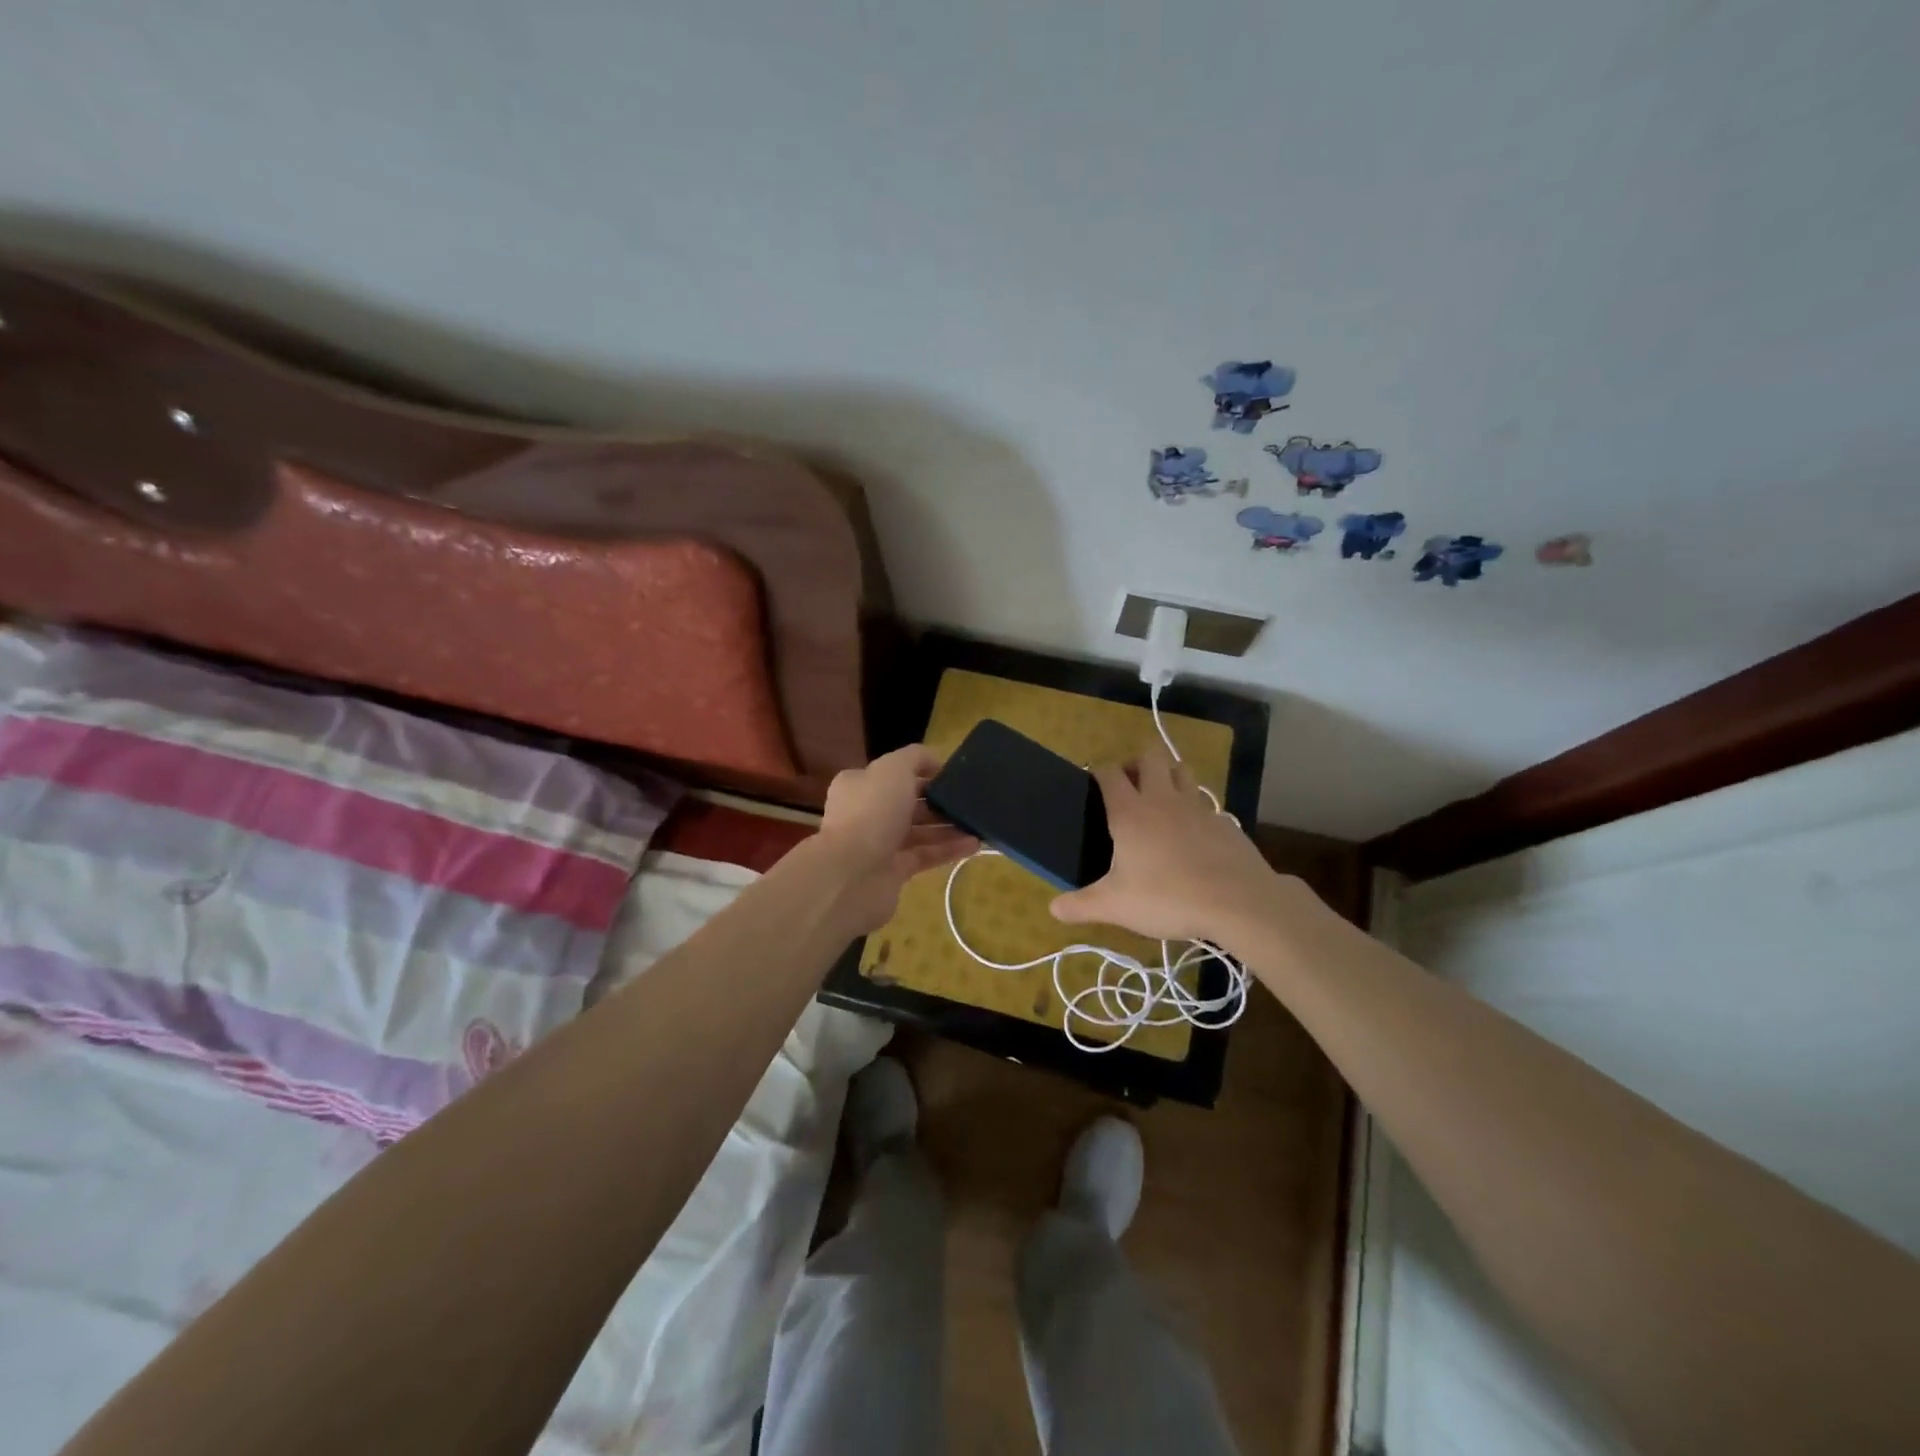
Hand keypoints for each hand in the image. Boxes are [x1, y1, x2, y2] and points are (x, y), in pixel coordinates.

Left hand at [816, 744, 977, 933]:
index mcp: (860, 784)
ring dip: (948, 826)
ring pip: (920, 831)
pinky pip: (926, 855)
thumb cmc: (871, 812)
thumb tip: (934, 762)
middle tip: (970, 800)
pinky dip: (948, 849)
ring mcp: (879, 844)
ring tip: (978, 822)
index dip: (923, 772)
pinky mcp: (893, 871)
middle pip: (909, 803)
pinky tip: (974, 844)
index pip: (895, 773)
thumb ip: (915, 757)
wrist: (852, 874)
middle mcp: (867, 812)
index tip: (952, 775)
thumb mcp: (894, 769)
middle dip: (939, 801)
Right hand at [1050, 745, 1281, 943]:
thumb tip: (1053, 908)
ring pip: (1181, 770)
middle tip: (1129, 787)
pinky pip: (1205, 803)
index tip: (1093, 785)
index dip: (1098, 772)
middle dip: (1136, 762)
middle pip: (1150, 756)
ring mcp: (1197, 806)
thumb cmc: (1168, 897)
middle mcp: (1162, 799)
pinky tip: (1193, 834)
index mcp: (1130, 812)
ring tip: (1160, 801)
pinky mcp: (1224, 821)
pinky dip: (1195, 808)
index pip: (1109, 772)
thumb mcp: (1115, 906)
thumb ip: (1081, 906)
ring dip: (1168, 775)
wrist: (1238, 901)